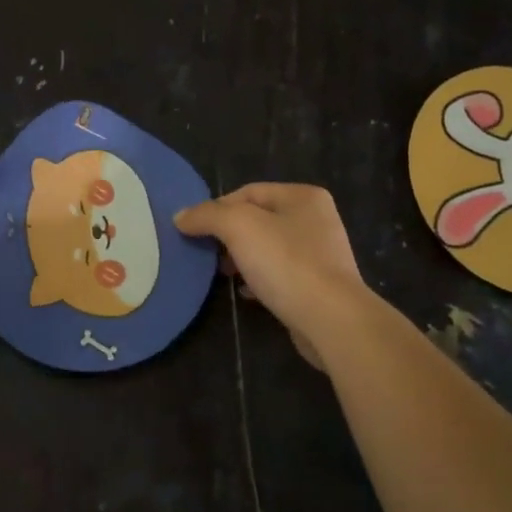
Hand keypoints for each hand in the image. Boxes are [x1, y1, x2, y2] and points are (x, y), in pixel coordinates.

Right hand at [174, 184, 368, 370]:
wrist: (331, 320)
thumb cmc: (286, 263)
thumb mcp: (238, 227)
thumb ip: (207, 216)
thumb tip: (181, 216)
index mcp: (303, 196)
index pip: (248, 192)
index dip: (217, 208)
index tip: (195, 231)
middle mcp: (316, 219)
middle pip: (257, 219)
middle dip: (228, 235)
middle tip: (206, 252)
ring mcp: (320, 254)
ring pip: (267, 248)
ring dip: (241, 259)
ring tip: (221, 274)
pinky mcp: (318, 285)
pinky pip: (279, 274)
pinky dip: (258, 279)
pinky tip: (245, 293)